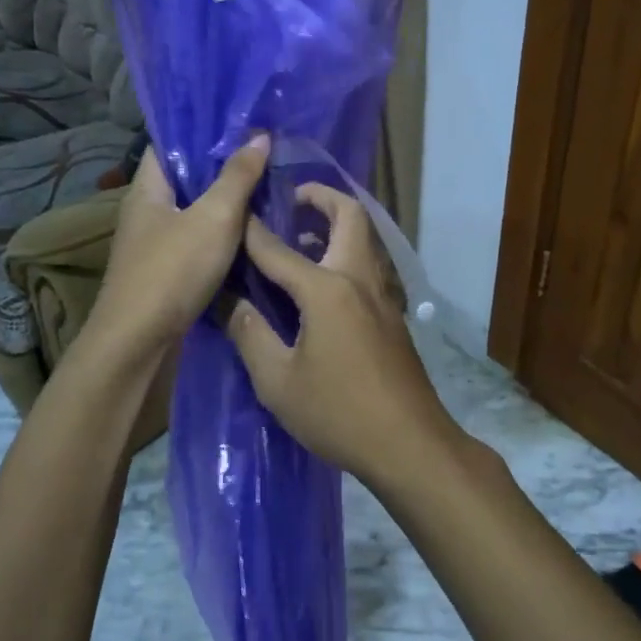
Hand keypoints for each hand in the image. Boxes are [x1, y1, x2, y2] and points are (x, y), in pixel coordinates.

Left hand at [89, 138, 269, 359]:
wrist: (139, 344)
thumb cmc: (173, 271)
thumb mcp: (214, 217)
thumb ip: (238, 177)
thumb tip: (259, 136)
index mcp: (148, 189)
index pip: (169, 144)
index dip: (202, 131)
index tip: (241, 123)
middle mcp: (147, 212)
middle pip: (186, 179)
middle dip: (222, 167)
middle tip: (264, 154)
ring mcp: (155, 245)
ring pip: (194, 212)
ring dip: (225, 203)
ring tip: (266, 188)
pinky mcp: (166, 273)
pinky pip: (198, 241)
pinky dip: (222, 235)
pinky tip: (251, 233)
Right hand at [225, 184, 454, 482]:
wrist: (410, 444)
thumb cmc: (339, 412)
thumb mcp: (278, 381)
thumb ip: (251, 334)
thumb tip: (230, 301)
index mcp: (327, 290)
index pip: (279, 249)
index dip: (251, 230)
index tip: (233, 211)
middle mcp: (359, 280)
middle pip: (350, 216)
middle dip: (321, 197)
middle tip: (291, 200)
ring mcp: (383, 296)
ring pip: (365, 238)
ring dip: (338, 224)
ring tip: (303, 235)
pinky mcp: (393, 315)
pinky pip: (368, 265)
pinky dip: (346, 253)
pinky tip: (323, 282)